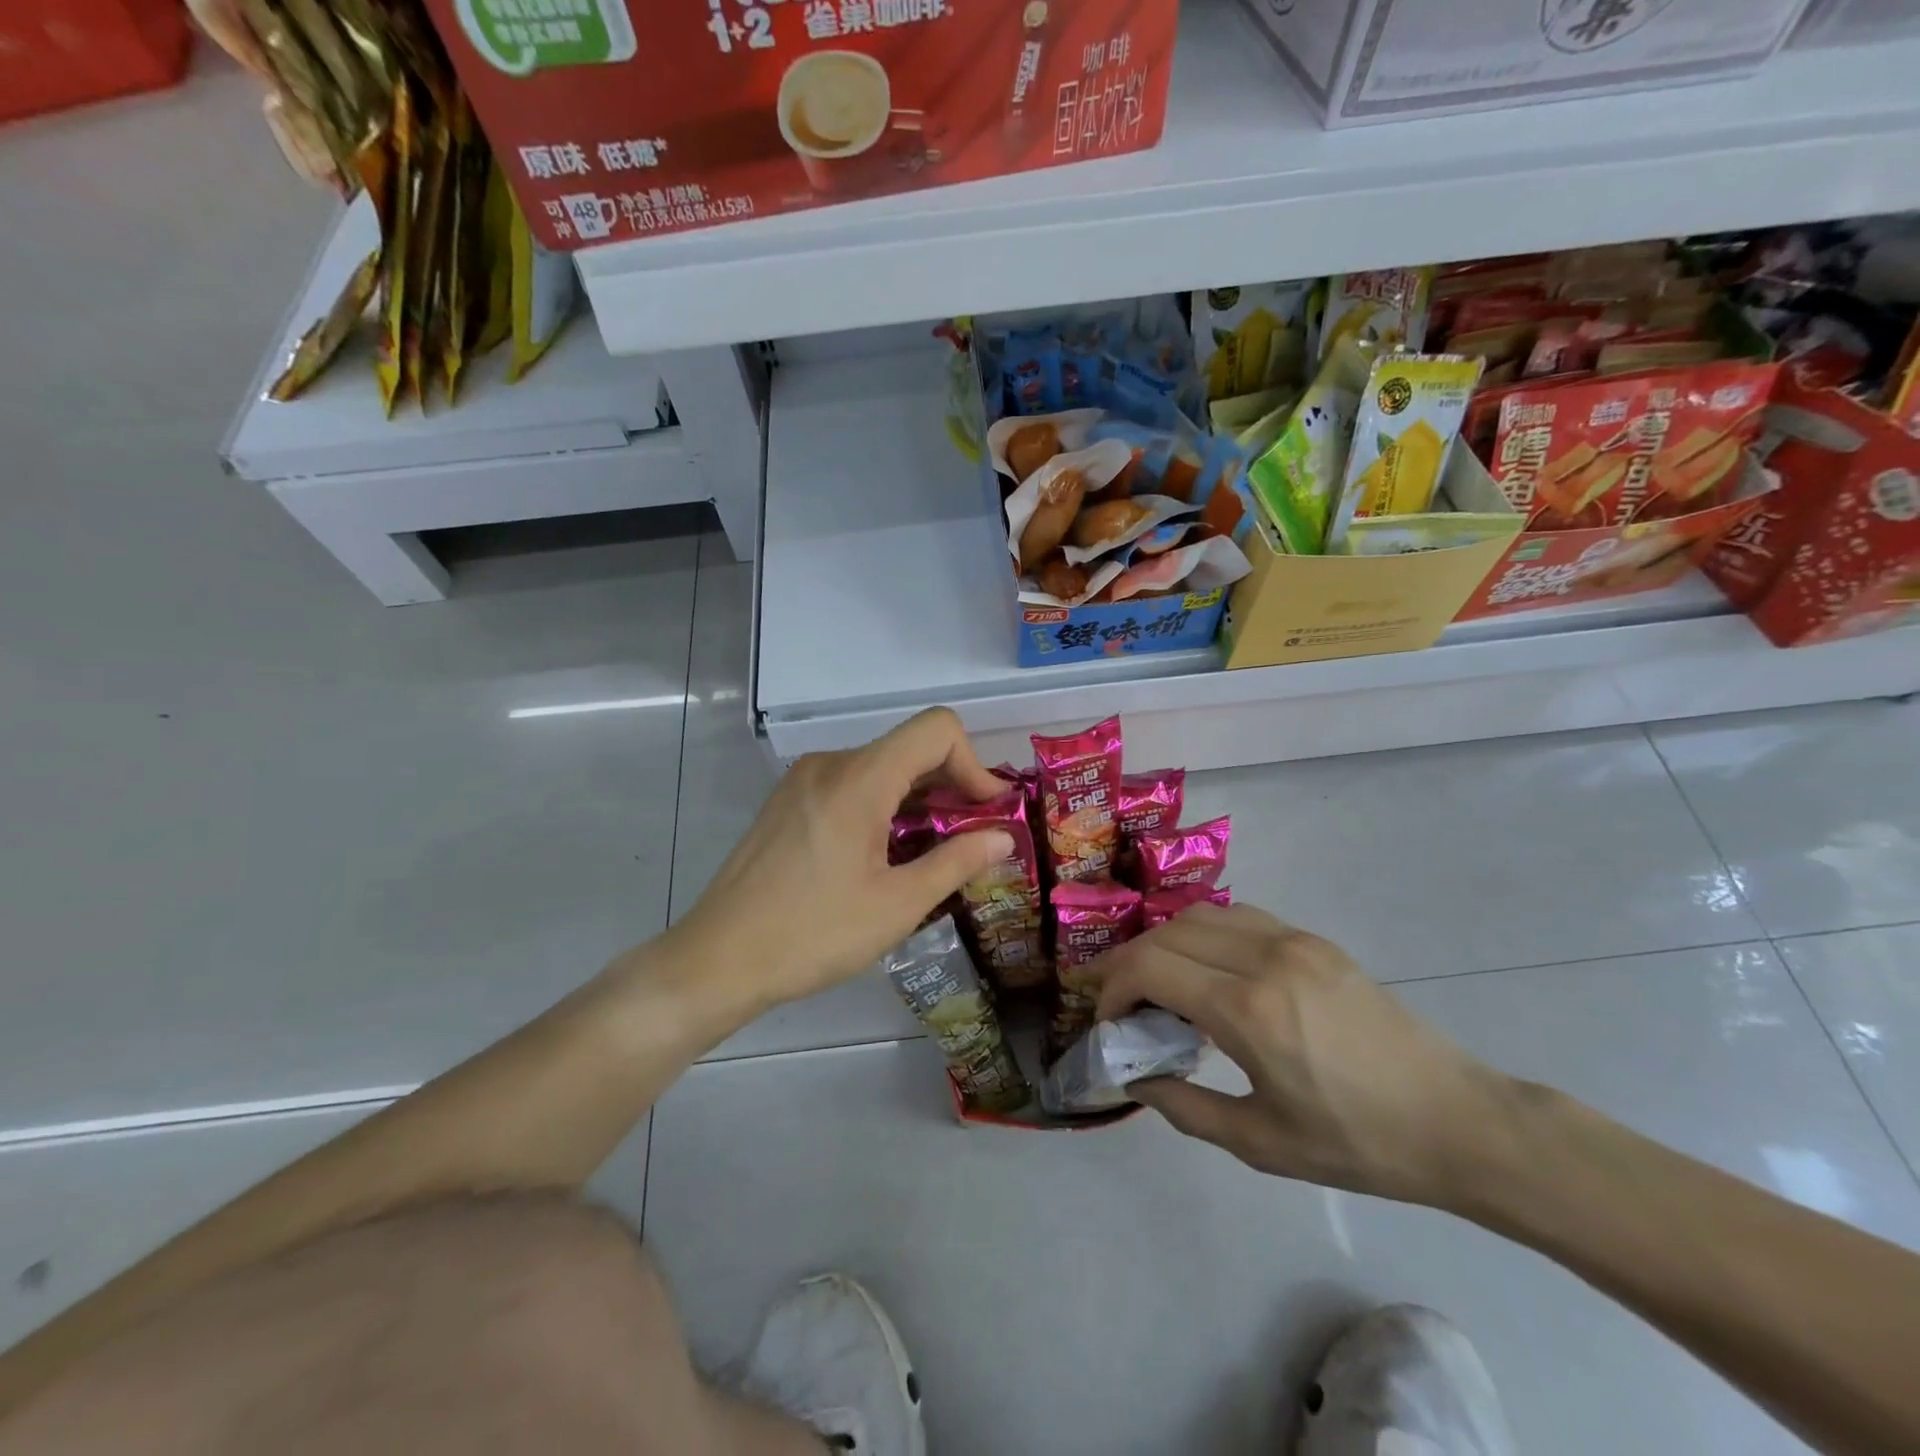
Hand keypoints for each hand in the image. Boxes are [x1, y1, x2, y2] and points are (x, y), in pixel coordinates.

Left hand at [667, 708, 1014, 1012]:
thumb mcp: (897, 904)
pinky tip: (885, 854)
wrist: (717, 960)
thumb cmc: (813, 934)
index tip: (986, 813)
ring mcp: (803, 780)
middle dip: (951, 784)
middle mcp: (830, 764)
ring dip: (918, 798)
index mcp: (859, 778)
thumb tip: (1004, 837)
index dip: (974, 763)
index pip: (936, 729)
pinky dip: (884, 805)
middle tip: (973, 837)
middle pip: (909, 747)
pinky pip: (851, 784)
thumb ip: (957, 861)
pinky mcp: (788, 801)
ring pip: (881, 767)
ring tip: (933, 851)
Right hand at [1091, 903, 1517, 1208]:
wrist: (1458, 1120)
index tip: (1109, 1022)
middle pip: (1167, 934)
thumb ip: (1184, 1107)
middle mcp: (1264, 957)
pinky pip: (1238, 917)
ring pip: (1200, 915)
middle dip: (1130, 963)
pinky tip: (1210, 970)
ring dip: (1165, 942)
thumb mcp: (1261, 1143)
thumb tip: (1135, 1079)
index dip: (1114, 989)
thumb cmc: (1358, 1143)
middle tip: (1122, 1002)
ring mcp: (1293, 941)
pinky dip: (1204, 934)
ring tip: (1161, 983)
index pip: (1149, 967)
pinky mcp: (1315, 940)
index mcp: (1248, 1009)